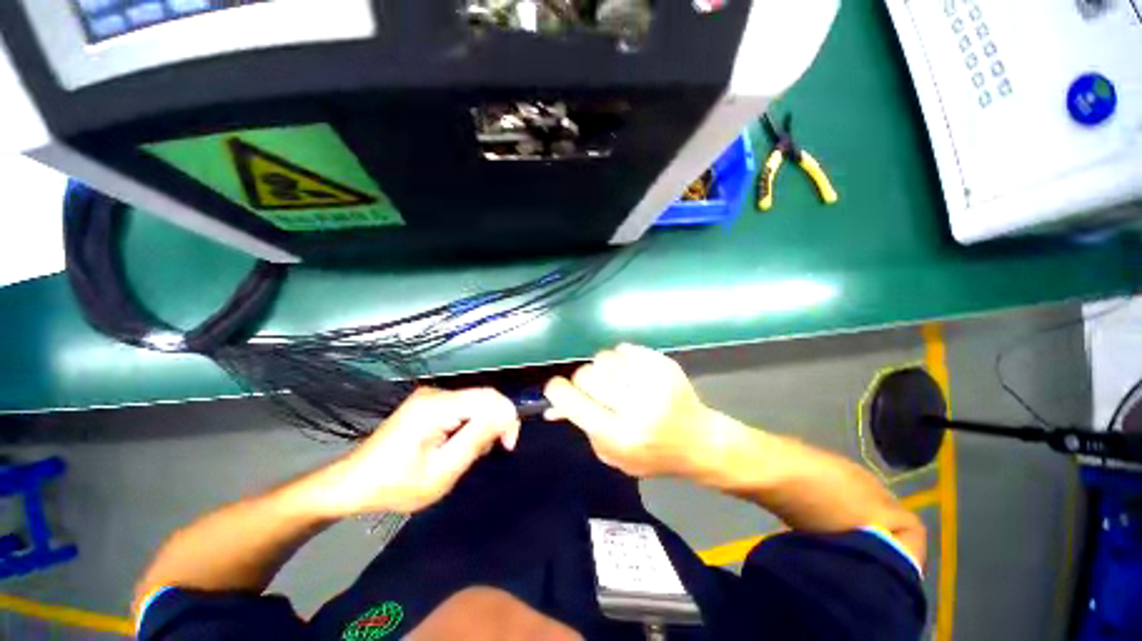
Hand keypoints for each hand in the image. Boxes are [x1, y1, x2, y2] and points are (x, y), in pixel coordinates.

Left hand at [308, 387, 520, 515]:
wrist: (352, 484)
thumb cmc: (395, 485)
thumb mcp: (441, 472)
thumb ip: (475, 440)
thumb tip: (506, 415)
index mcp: (436, 407)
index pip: (489, 397)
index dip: (506, 417)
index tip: (507, 446)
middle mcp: (435, 393)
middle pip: (483, 397)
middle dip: (495, 423)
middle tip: (488, 453)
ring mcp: (430, 396)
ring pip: (474, 402)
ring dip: (481, 426)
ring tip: (467, 454)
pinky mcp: (427, 403)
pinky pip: (462, 406)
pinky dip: (469, 424)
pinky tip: (456, 445)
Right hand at [543, 344, 714, 478]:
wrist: (699, 441)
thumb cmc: (651, 455)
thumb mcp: (613, 454)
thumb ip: (582, 427)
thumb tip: (552, 407)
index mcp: (620, 435)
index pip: (574, 402)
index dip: (557, 391)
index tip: (555, 387)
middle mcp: (636, 407)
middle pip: (586, 375)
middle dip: (580, 381)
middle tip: (590, 389)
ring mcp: (653, 381)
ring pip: (603, 358)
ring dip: (601, 369)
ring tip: (612, 381)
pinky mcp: (663, 364)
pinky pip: (624, 348)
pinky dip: (619, 358)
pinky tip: (628, 372)